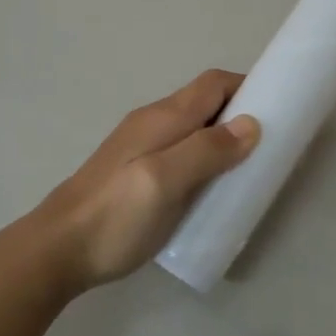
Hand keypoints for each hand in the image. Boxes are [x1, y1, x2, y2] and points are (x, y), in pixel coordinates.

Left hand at [31, 69, 259, 292]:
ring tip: (247, 171)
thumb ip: (206, 151)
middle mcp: (153, 123)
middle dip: (240, 115)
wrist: (56, 251)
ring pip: (194, 130)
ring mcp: (141, 148)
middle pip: (205, 104)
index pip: (214, 84)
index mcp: (163, 118)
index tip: (279, 111)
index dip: (248, 87)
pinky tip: (211, 190)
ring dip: (223, 140)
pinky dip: (205, 160)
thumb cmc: (114, 216)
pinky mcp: (137, 173)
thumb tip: (252, 124)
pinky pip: (181, 153)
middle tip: (269, 148)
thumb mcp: (164, 181)